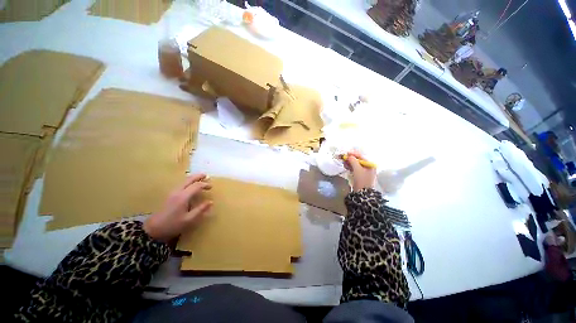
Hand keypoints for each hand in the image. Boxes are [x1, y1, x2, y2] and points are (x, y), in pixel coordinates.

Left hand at [143, 174, 212, 241]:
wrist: (153, 230)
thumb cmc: (172, 225)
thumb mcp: (189, 219)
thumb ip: (200, 209)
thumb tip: (210, 202)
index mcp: (183, 197)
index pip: (196, 186)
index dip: (205, 185)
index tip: (211, 187)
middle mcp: (177, 192)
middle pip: (188, 180)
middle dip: (198, 176)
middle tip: (206, 175)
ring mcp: (172, 193)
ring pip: (183, 181)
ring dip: (192, 178)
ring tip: (200, 179)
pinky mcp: (169, 196)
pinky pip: (180, 185)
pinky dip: (187, 182)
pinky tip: (190, 186)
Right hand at [345, 153, 376, 191]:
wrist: (363, 193)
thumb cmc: (361, 179)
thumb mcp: (357, 169)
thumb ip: (353, 160)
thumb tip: (348, 156)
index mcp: (370, 164)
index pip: (361, 156)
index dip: (353, 154)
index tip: (346, 153)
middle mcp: (368, 167)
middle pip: (358, 160)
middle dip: (350, 159)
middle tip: (343, 158)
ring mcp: (364, 172)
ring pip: (355, 164)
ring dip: (349, 163)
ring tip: (344, 163)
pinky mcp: (360, 176)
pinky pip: (355, 169)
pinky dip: (350, 167)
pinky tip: (346, 167)